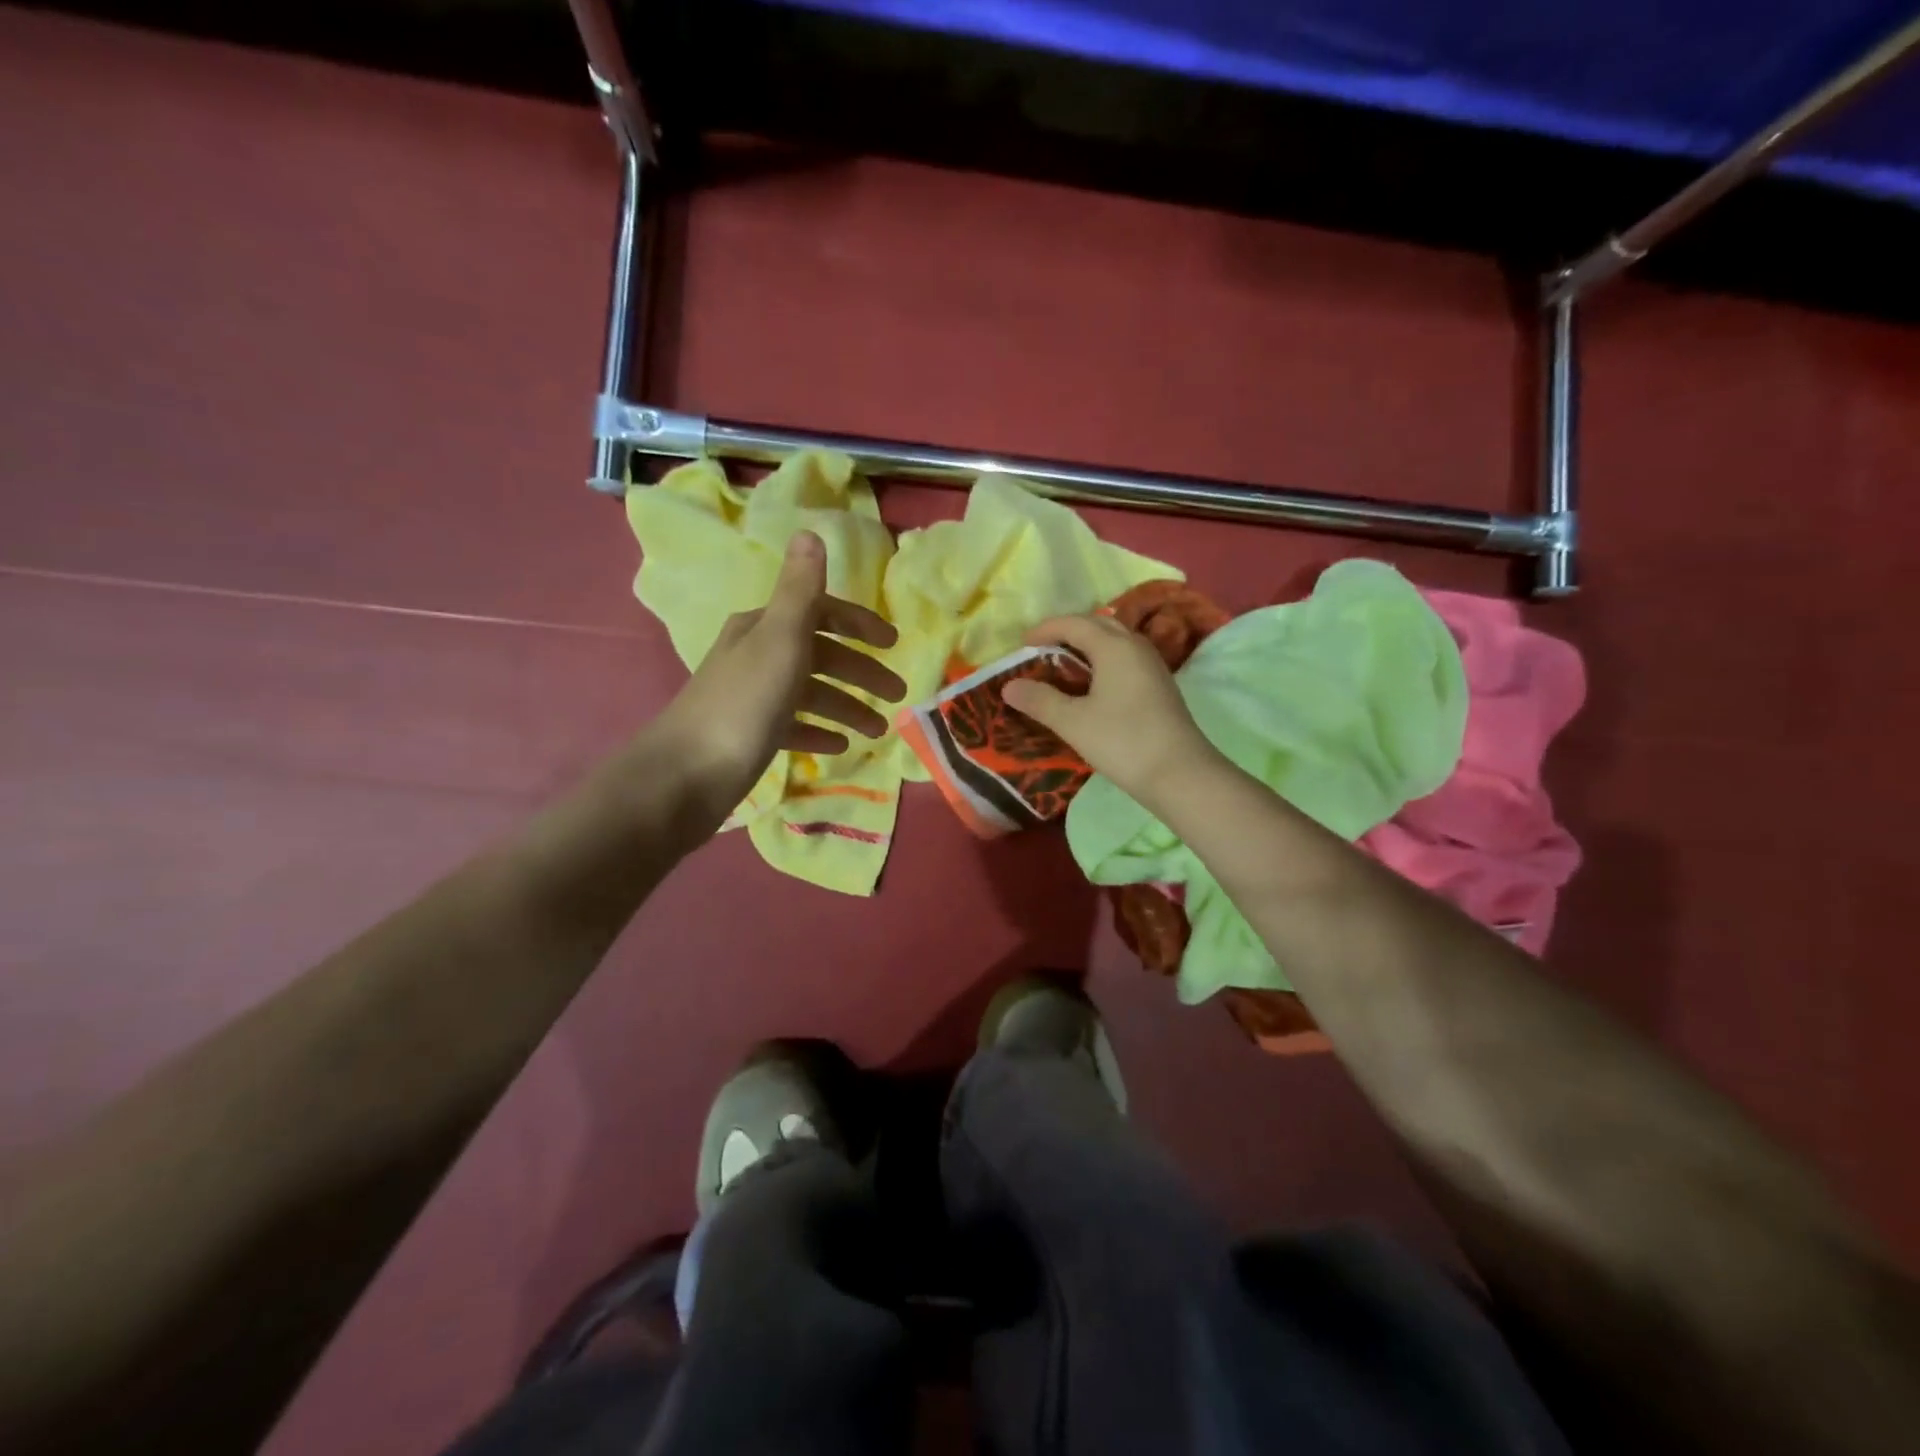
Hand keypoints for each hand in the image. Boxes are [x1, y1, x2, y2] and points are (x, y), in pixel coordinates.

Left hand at [650, 532, 905, 806]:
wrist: (685, 775)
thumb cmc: (743, 704)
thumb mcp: (779, 640)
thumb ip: (799, 591)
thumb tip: (809, 532)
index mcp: (764, 627)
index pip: (820, 613)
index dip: (858, 625)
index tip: (893, 645)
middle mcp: (756, 655)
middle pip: (819, 655)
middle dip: (860, 673)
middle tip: (896, 696)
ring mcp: (752, 697)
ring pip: (810, 694)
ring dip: (846, 707)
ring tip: (876, 731)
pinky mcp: (749, 734)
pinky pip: (793, 726)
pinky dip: (818, 731)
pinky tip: (839, 746)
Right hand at [1001, 614, 1215, 804]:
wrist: (1180, 774)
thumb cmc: (1122, 741)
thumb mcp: (1073, 722)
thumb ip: (1040, 701)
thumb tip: (1009, 686)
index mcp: (1114, 646)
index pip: (1074, 623)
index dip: (1045, 629)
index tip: (1022, 645)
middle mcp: (1135, 647)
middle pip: (1097, 625)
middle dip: (1067, 632)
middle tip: (1042, 651)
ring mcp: (1151, 666)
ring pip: (1114, 642)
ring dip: (1087, 646)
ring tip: (1063, 667)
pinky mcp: (1159, 686)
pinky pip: (1125, 660)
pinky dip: (1102, 662)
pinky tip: (1092, 687)